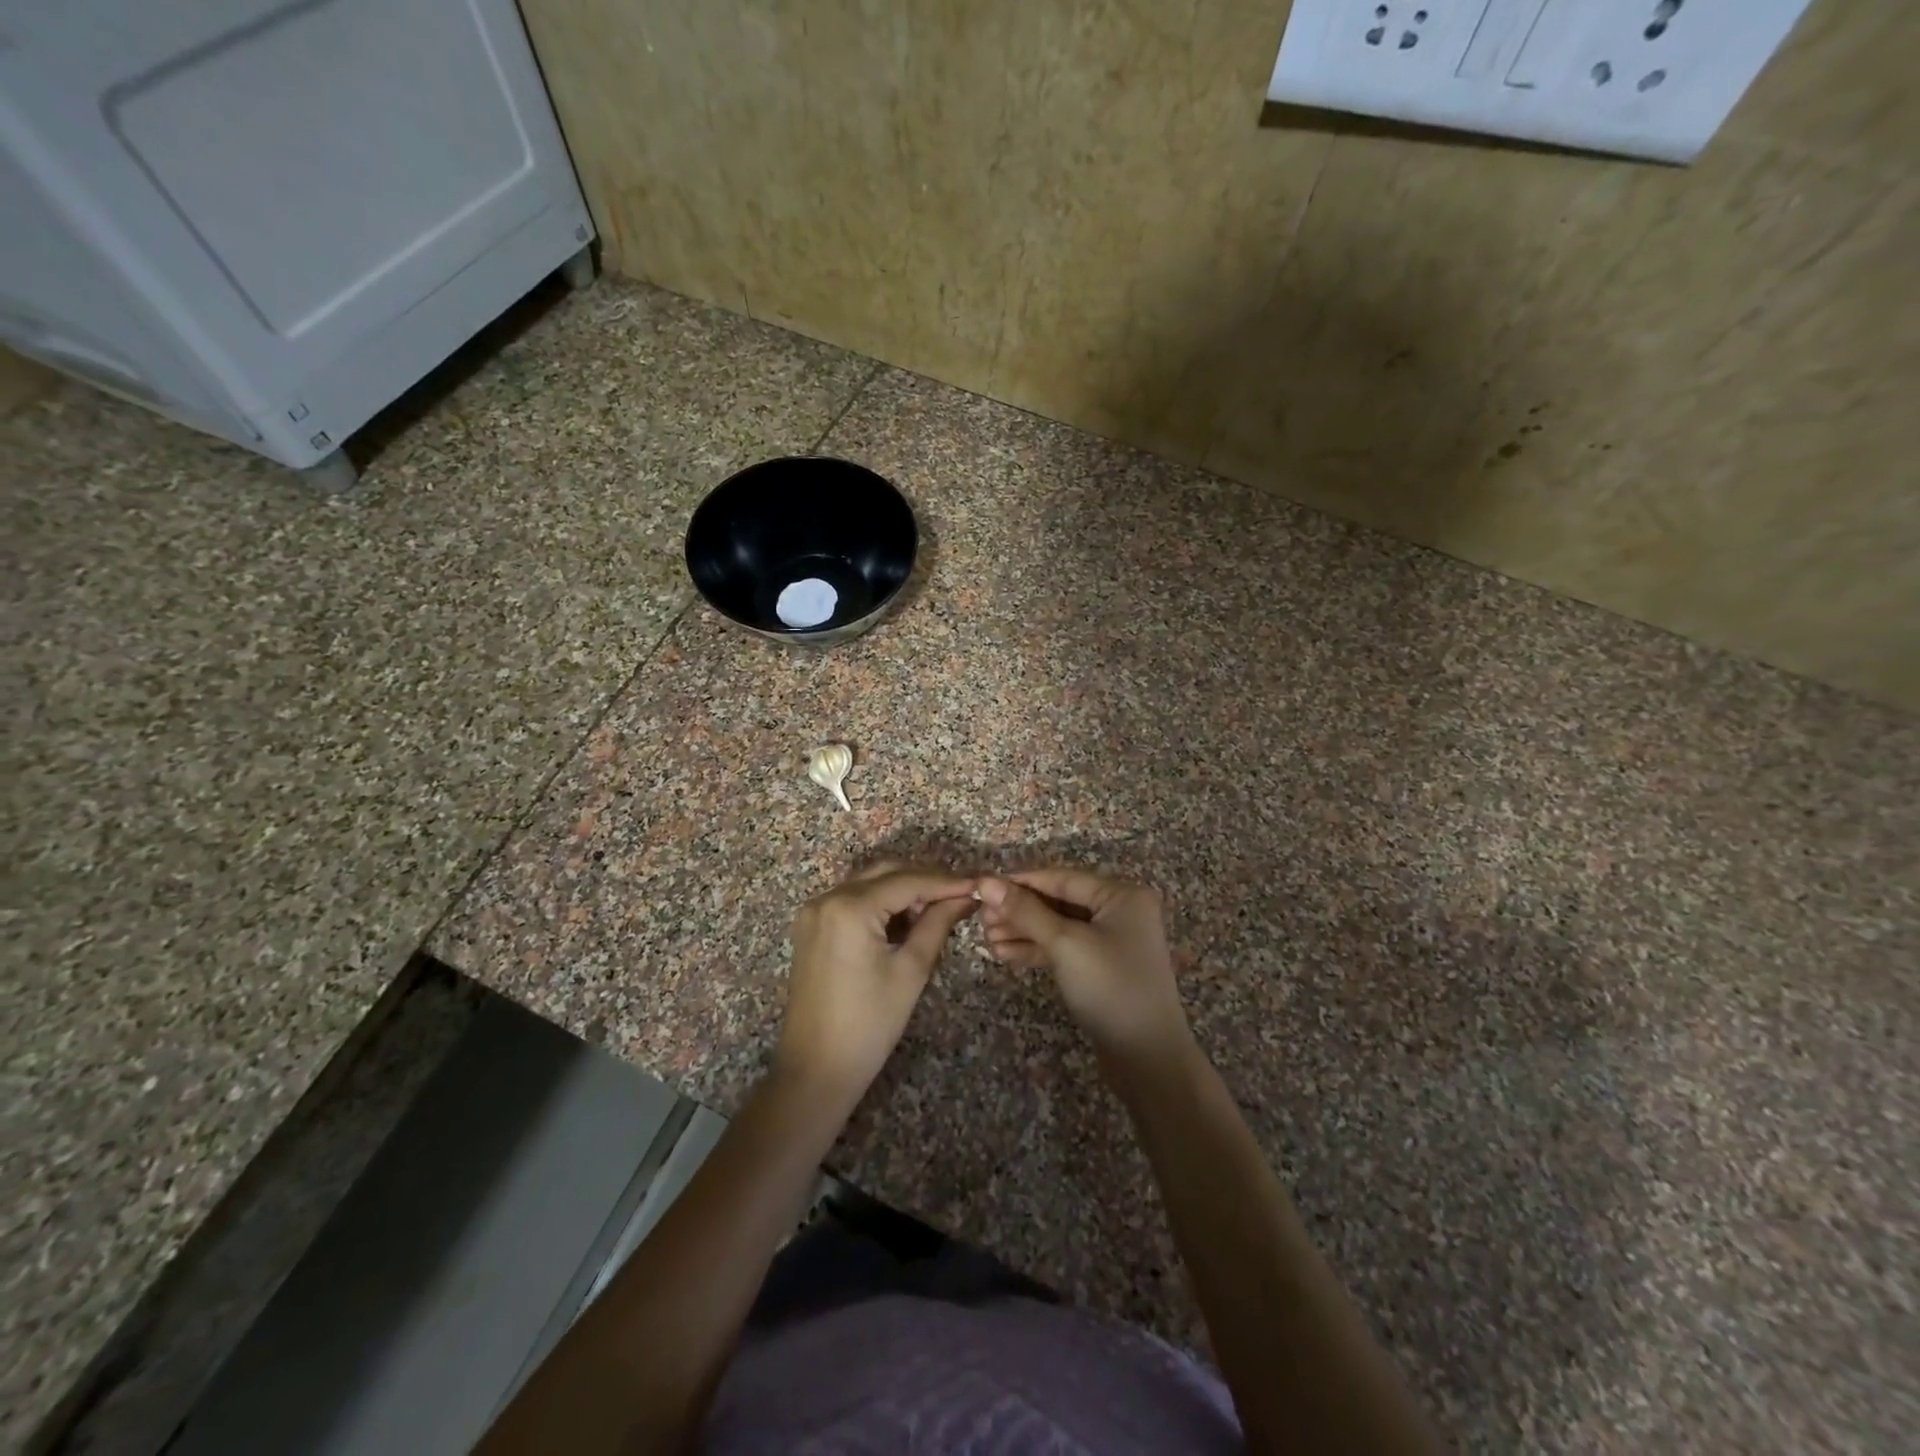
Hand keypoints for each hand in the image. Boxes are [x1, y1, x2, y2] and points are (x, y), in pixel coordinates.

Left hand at [776, 862, 975, 1103]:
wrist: (816, 1070)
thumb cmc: (869, 1024)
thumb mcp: (911, 970)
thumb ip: (938, 924)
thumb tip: (966, 897)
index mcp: (849, 907)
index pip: (907, 881)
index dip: (946, 881)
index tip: (978, 885)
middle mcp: (827, 898)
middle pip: (886, 873)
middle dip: (924, 881)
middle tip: (961, 896)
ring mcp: (814, 911)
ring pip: (869, 883)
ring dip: (903, 890)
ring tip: (938, 908)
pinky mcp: (811, 926)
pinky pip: (852, 900)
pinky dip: (880, 903)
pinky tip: (906, 919)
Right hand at [977, 869, 1193, 1069]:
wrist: (1147, 1058)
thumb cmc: (1110, 988)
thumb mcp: (1065, 944)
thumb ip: (1025, 911)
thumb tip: (986, 881)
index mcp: (1121, 895)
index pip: (1061, 878)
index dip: (1020, 882)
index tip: (982, 887)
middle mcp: (1120, 911)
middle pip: (1059, 901)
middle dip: (1019, 910)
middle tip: (981, 920)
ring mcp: (1113, 941)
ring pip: (1059, 926)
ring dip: (1023, 931)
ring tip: (987, 939)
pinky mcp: (1103, 967)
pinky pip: (1065, 948)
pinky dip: (1037, 949)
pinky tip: (1005, 953)